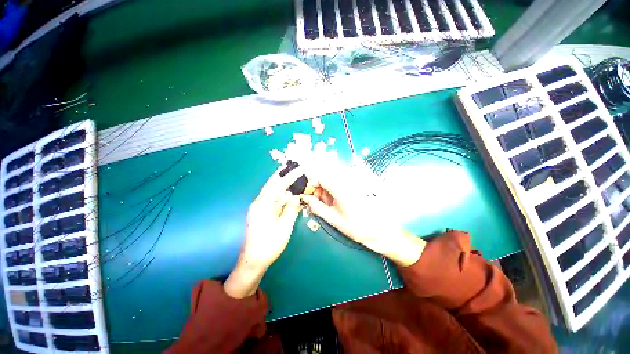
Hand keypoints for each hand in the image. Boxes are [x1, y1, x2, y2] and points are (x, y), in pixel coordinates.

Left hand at [224, 167, 303, 298]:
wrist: (253, 261)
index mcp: (263, 204)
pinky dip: (281, 195)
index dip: (291, 176)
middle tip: (292, 166)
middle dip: (282, 175)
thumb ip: (291, 209)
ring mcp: (259, 208)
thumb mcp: (284, 226)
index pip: (279, 185)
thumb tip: (297, 196)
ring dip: (282, 185)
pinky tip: (288, 193)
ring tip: (293, 176)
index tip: (300, 168)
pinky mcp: (261, 213)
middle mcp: (259, 203)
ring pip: (272, 192)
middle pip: (272, 184)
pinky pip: (272, 200)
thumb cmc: (269, 244)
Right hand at [301, 164, 424, 266]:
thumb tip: (305, 198)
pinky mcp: (354, 187)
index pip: (321, 177)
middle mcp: (346, 182)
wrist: (378, 230)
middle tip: (315, 203)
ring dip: (324, 191)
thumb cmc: (356, 227)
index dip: (311, 185)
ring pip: (331, 181)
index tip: (308, 196)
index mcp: (341, 189)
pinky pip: (337, 185)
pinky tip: (333, 203)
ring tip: (325, 205)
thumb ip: (317, 207)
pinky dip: (331, 192)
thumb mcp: (333, 219)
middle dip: (317, 189)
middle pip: (325, 178)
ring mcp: (351, 184)